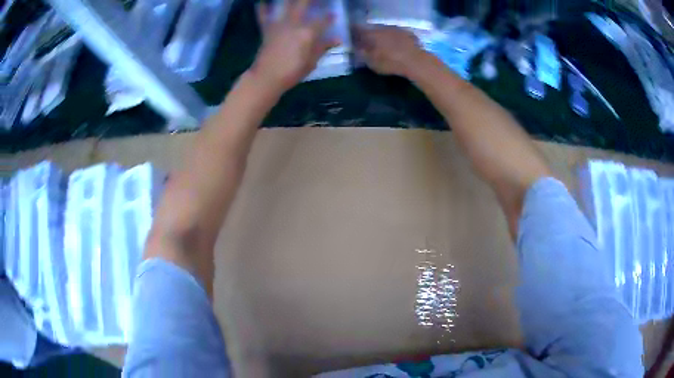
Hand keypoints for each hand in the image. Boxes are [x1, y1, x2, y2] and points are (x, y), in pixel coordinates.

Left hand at [253, 0, 339, 92]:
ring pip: (285, 5)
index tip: (333, 15)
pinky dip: (263, 8)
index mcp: (308, 32)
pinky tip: (262, 2)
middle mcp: (294, 24)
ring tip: (295, 0)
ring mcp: (279, 25)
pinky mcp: (267, 29)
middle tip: (316, 1)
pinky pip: (263, 16)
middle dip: (310, 0)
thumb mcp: (311, 62)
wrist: (266, 77)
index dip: (329, 17)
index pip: (323, 20)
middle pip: (303, 4)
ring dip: (290, 0)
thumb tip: (338, 39)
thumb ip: (323, 47)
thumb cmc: (292, 72)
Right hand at [355, 25, 425, 76]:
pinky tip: (398, 47)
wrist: (415, 61)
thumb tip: (358, 49)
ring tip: (385, 46)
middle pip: (373, 30)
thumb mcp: (372, 63)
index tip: (355, 40)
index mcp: (371, 34)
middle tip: (370, 44)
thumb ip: (363, 54)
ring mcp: (397, 29)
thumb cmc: (390, 63)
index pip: (359, 30)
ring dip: (384, 37)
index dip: (356, 35)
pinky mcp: (409, 33)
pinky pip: (398, 35)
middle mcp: (383, 28)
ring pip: (386, 32)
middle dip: (371, 36)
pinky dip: (396, 40)